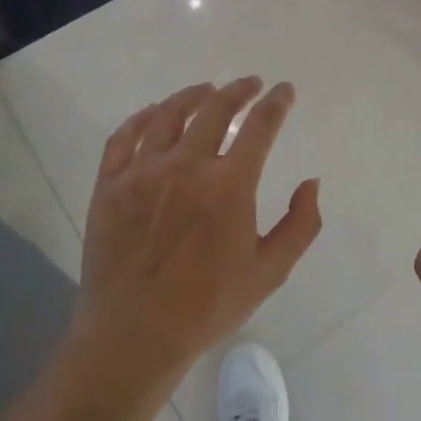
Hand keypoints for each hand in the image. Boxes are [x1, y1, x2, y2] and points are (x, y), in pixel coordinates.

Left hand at [75, 78, 321, 380]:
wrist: (133, 335)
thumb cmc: (207, 306)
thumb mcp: (270, 271)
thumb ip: (300, 224)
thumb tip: (311, 183)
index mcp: (229, 185)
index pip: (260, 126)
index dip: (277, 103)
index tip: (285, 91)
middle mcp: (186, 166)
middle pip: (215, 108)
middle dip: (239, 90)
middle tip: (251, 84)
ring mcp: (142, 172)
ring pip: (168, 114)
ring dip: (193, 95)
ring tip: (207, 90)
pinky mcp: (108, 185)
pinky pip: (123, 136)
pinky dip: (142, 117)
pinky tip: (154, 112)